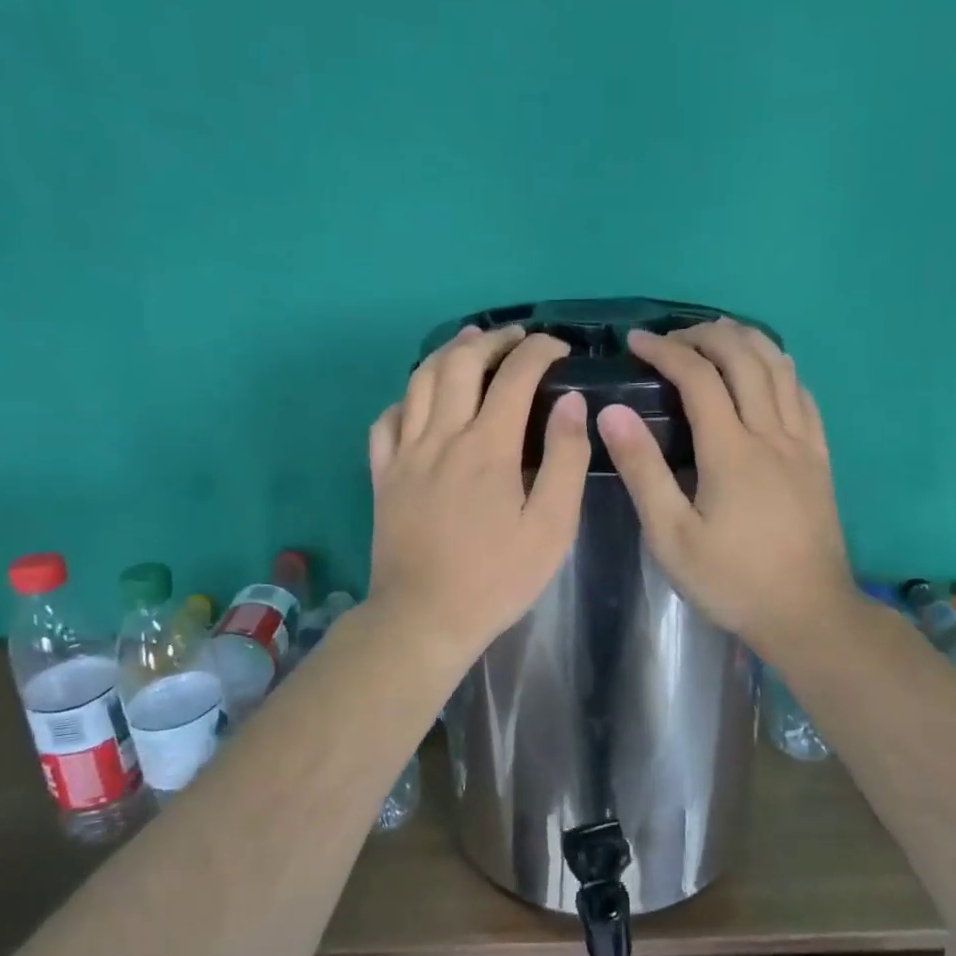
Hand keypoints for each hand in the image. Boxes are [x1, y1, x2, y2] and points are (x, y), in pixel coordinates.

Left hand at [366, 325, 589, 669]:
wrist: (424, 618)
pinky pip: (387, 420)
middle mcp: (442, 437)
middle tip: (517, 337)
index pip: (515, 376)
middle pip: (461, 363)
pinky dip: (407, 398)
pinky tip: (421, 400)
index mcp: (487, 447)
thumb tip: (571, 402)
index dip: (539, 351)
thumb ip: (565, 459)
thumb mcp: (551, 527)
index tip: (558, 347)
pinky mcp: (383, 475)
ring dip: (448, 353)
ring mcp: (405, 454)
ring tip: (471, 343)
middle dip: (493, 340)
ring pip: (420, 381)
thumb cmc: (496, 578)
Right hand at [595, 319, 859, 661]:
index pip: (698, 378)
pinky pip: (804, 396)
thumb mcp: (671, 536)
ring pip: (780, 369)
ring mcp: (802, 443)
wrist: (807, 613)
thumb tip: (612, 412)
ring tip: (717, 337)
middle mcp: (771, 434)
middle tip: (673, 337)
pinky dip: (781, 369)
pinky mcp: (820, 458)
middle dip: (706, 336)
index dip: (666, 351)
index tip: (638, 341)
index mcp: (731, 450)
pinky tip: (767, 372)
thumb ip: (642, 470)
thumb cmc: (732, 579)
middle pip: (744, 359)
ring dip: (747, 342)